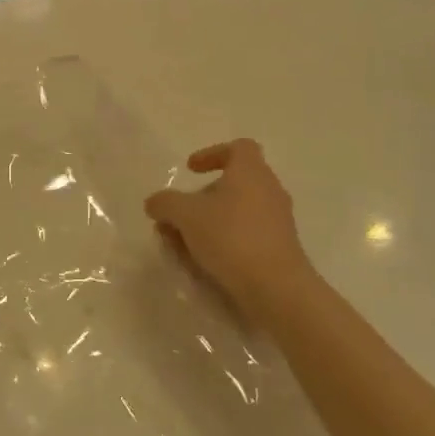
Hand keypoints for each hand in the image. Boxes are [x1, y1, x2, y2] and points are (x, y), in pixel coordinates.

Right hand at [144, 140, 318, 325]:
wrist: (276, 287)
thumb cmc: (231, 237)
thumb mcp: (185, 215)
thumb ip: (165, 203)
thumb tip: (154, 202)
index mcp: (250, 172)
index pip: (238, 148)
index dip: (212, 154)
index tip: (190, 170)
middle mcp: (269, 191)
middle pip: (234, 184)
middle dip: (202, 198)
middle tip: (178, 216)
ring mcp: (278, 221)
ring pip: (238, 212)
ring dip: (210, 223)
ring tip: (183, 244)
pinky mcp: (280, 249)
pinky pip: (246, 236)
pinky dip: (224, 242)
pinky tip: (204, 263)